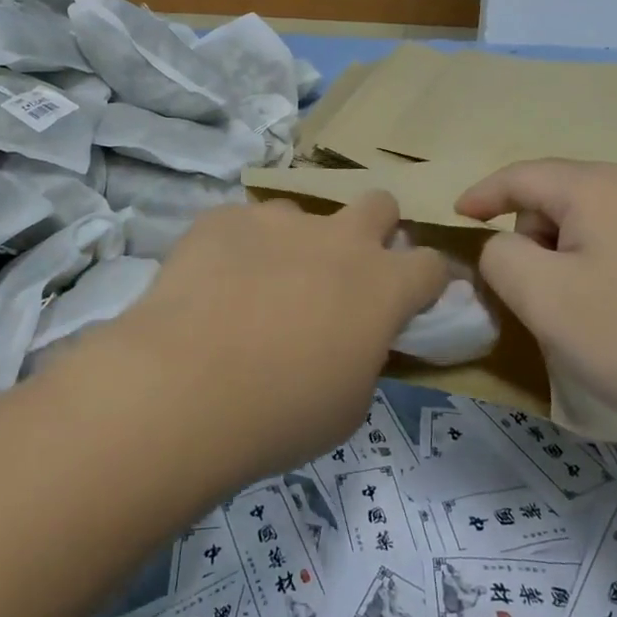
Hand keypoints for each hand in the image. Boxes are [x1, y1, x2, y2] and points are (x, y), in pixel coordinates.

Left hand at [108, 193, 449, 486]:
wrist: (185, 387)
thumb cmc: (281, 413)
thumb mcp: (347, 404)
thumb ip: (363, 357)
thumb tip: (351, 340)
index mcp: (382, 285)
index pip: (431, 264)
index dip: (426, 281)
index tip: (412, 299)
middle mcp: (339, 238)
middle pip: (380, 203)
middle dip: (375, 229)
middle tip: (344, 271)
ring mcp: (279, 219)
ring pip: (303, 213)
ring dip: (295, 243)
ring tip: (258, 287)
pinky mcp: (225, 217)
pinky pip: (242, 224)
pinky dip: (238, 249)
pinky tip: (211, 286)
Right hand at [456, 160, 616, 451]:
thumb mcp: (540, 295)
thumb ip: (499, 255)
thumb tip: (507, 247)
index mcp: (601, 184)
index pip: (522, 176)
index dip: (482, 195)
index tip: (455, 217)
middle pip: (555, 195)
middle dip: (530, 235)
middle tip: (536, 293)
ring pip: (586, 218)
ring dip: (562, 254)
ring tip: (575, 309)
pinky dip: (594, 263)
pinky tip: (611, 309)